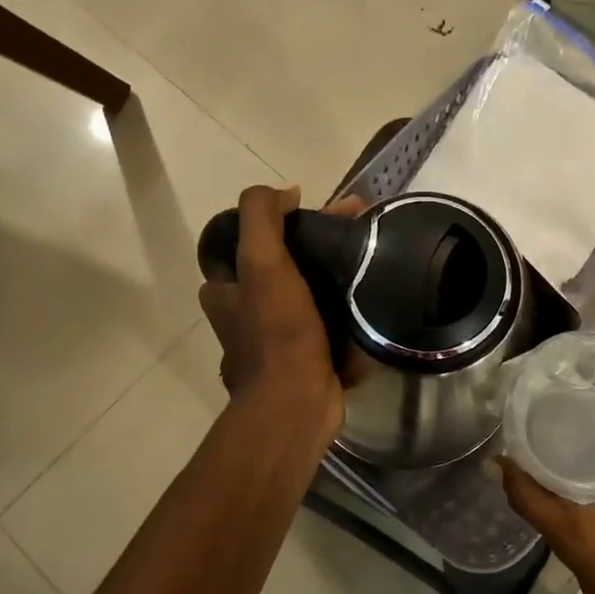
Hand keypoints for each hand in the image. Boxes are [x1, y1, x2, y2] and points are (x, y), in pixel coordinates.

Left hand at [198, 185, 358, 449]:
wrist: (298, 401)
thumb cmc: (277, 330)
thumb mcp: (261, 261)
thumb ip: (262, 216)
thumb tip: (285, 192)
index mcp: (224, 291)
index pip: (249, 241)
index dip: (282, 219)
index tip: (316, 209)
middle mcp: (244, 314)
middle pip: (281, 263)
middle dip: (315, 242)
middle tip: (355, 227)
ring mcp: (276, 339)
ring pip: (306, 291)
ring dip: (333, 272)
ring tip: (369, 255)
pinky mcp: (305, 358)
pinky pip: (326, 320)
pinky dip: (344, 305)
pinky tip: (370, 292)